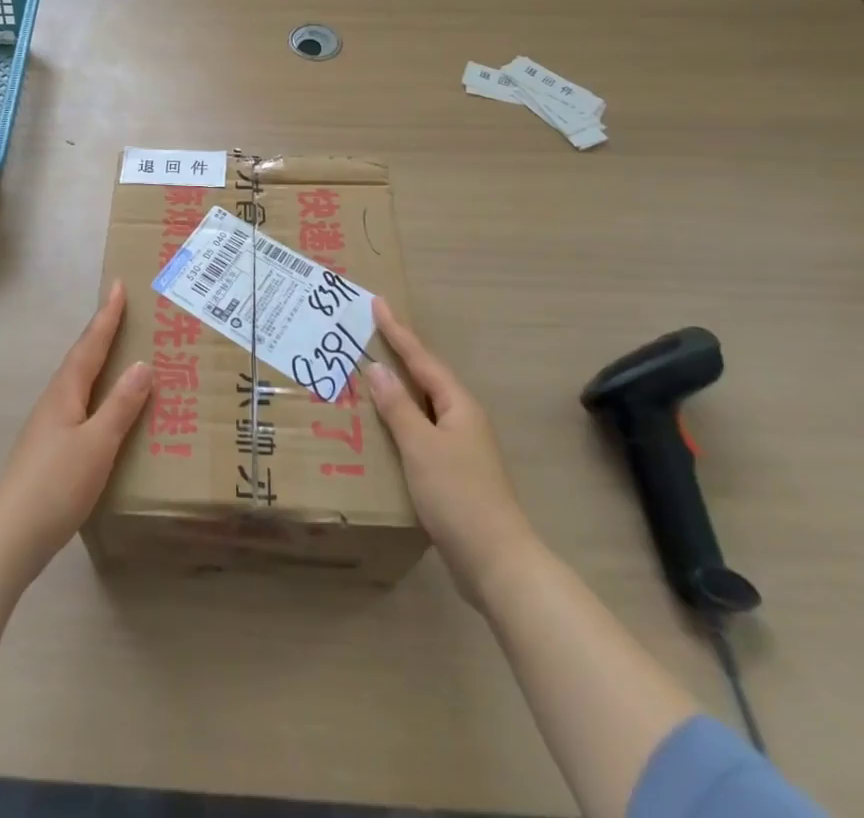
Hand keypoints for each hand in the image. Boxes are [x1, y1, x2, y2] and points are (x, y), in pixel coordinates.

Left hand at [0, 280, 151, 572]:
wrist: (11, 536)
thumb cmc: (57, 484)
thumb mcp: (97, 443)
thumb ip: (120, 406)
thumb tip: (142, 365)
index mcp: (65, 392)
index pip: (91, 345)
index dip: (106, 316)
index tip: (118, 285)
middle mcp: (54, 401)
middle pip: (82, 358)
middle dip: (102, 333)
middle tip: (124, 311)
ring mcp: (49, 425)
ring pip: (79, 381)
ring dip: (100, 361)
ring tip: (121, 353)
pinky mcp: (50, 448)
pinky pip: (80, 404)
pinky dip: (97, 392)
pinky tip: (107, 408)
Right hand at [366, 297, 536, 605]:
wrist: (496, 562)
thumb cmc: (458, 495)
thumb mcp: (422, 446)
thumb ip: (398, 406)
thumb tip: (377, 368)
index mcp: (458, 405)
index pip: (421, 359)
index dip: (398, 331)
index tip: (378, 303)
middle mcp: (461, 419)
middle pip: (425, 377)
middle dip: (399, 354)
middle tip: (369, 332)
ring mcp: (459, 447)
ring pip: (422, 405)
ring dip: (397, 388)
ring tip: (368, 373)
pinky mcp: (452, 472)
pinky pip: (420, 431)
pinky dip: (399, 420)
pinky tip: (381, 427)